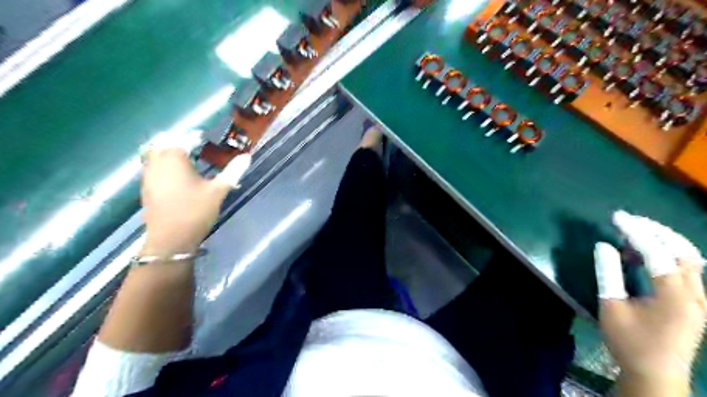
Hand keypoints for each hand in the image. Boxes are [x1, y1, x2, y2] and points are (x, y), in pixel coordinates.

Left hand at [140, 147, 249, 255]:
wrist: (171, 239)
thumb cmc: (196, 211)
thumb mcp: (218, 191)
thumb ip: (232, 171)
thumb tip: (247, 156)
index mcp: (174, 159)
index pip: (182, 138)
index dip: (193, 135)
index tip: (204, 137)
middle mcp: (157, 163)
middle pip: (163, 141)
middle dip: (177, 139)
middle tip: (194, 144)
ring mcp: (148, 175)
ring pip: (154, 153)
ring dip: (168, 150)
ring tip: (187, 157)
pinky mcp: (147, 187)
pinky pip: (152, 166)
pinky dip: (163, 162)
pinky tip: (176, 173)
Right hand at [592, 211, 702, 394]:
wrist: (655, 374)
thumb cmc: (629, 342)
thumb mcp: (611, 307)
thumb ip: (608, 274)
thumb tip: (603, 246)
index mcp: (675, 296)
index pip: (657, 253)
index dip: (636, 231)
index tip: (617, 216)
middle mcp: (696, 294)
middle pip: (683, 250)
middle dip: (656, 230)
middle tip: (629, 220)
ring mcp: (700, 299)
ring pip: (689, 258)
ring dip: (663, 241)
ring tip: (634, 234)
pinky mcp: (696, 303)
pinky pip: (687, 269)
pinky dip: (667, 255)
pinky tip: (645, 255)